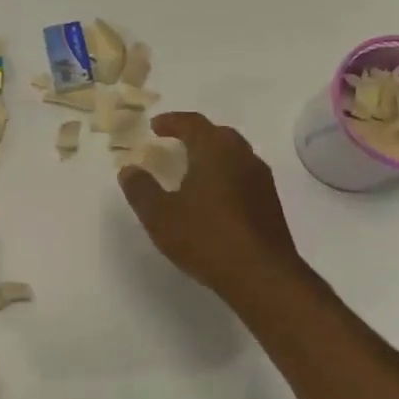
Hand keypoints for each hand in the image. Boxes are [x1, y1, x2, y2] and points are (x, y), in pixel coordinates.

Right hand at [118, 113, 306, 301]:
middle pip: (217, 134)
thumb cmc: (206, 237)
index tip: (154, 126)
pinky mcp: (270, 202)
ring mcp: (260, 179)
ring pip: (233, 155)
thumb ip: (141, 189)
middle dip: (194, 135)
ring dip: (211, 156)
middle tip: (173, 143)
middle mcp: (242, 156)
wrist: (261, 276)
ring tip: (191, 170)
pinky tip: (212, 197)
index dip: (171, 121)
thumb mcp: (160, 215)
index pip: (192, 122)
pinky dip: (224, 175)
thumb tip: (129, 169)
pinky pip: (242, 175)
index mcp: (215, 150)